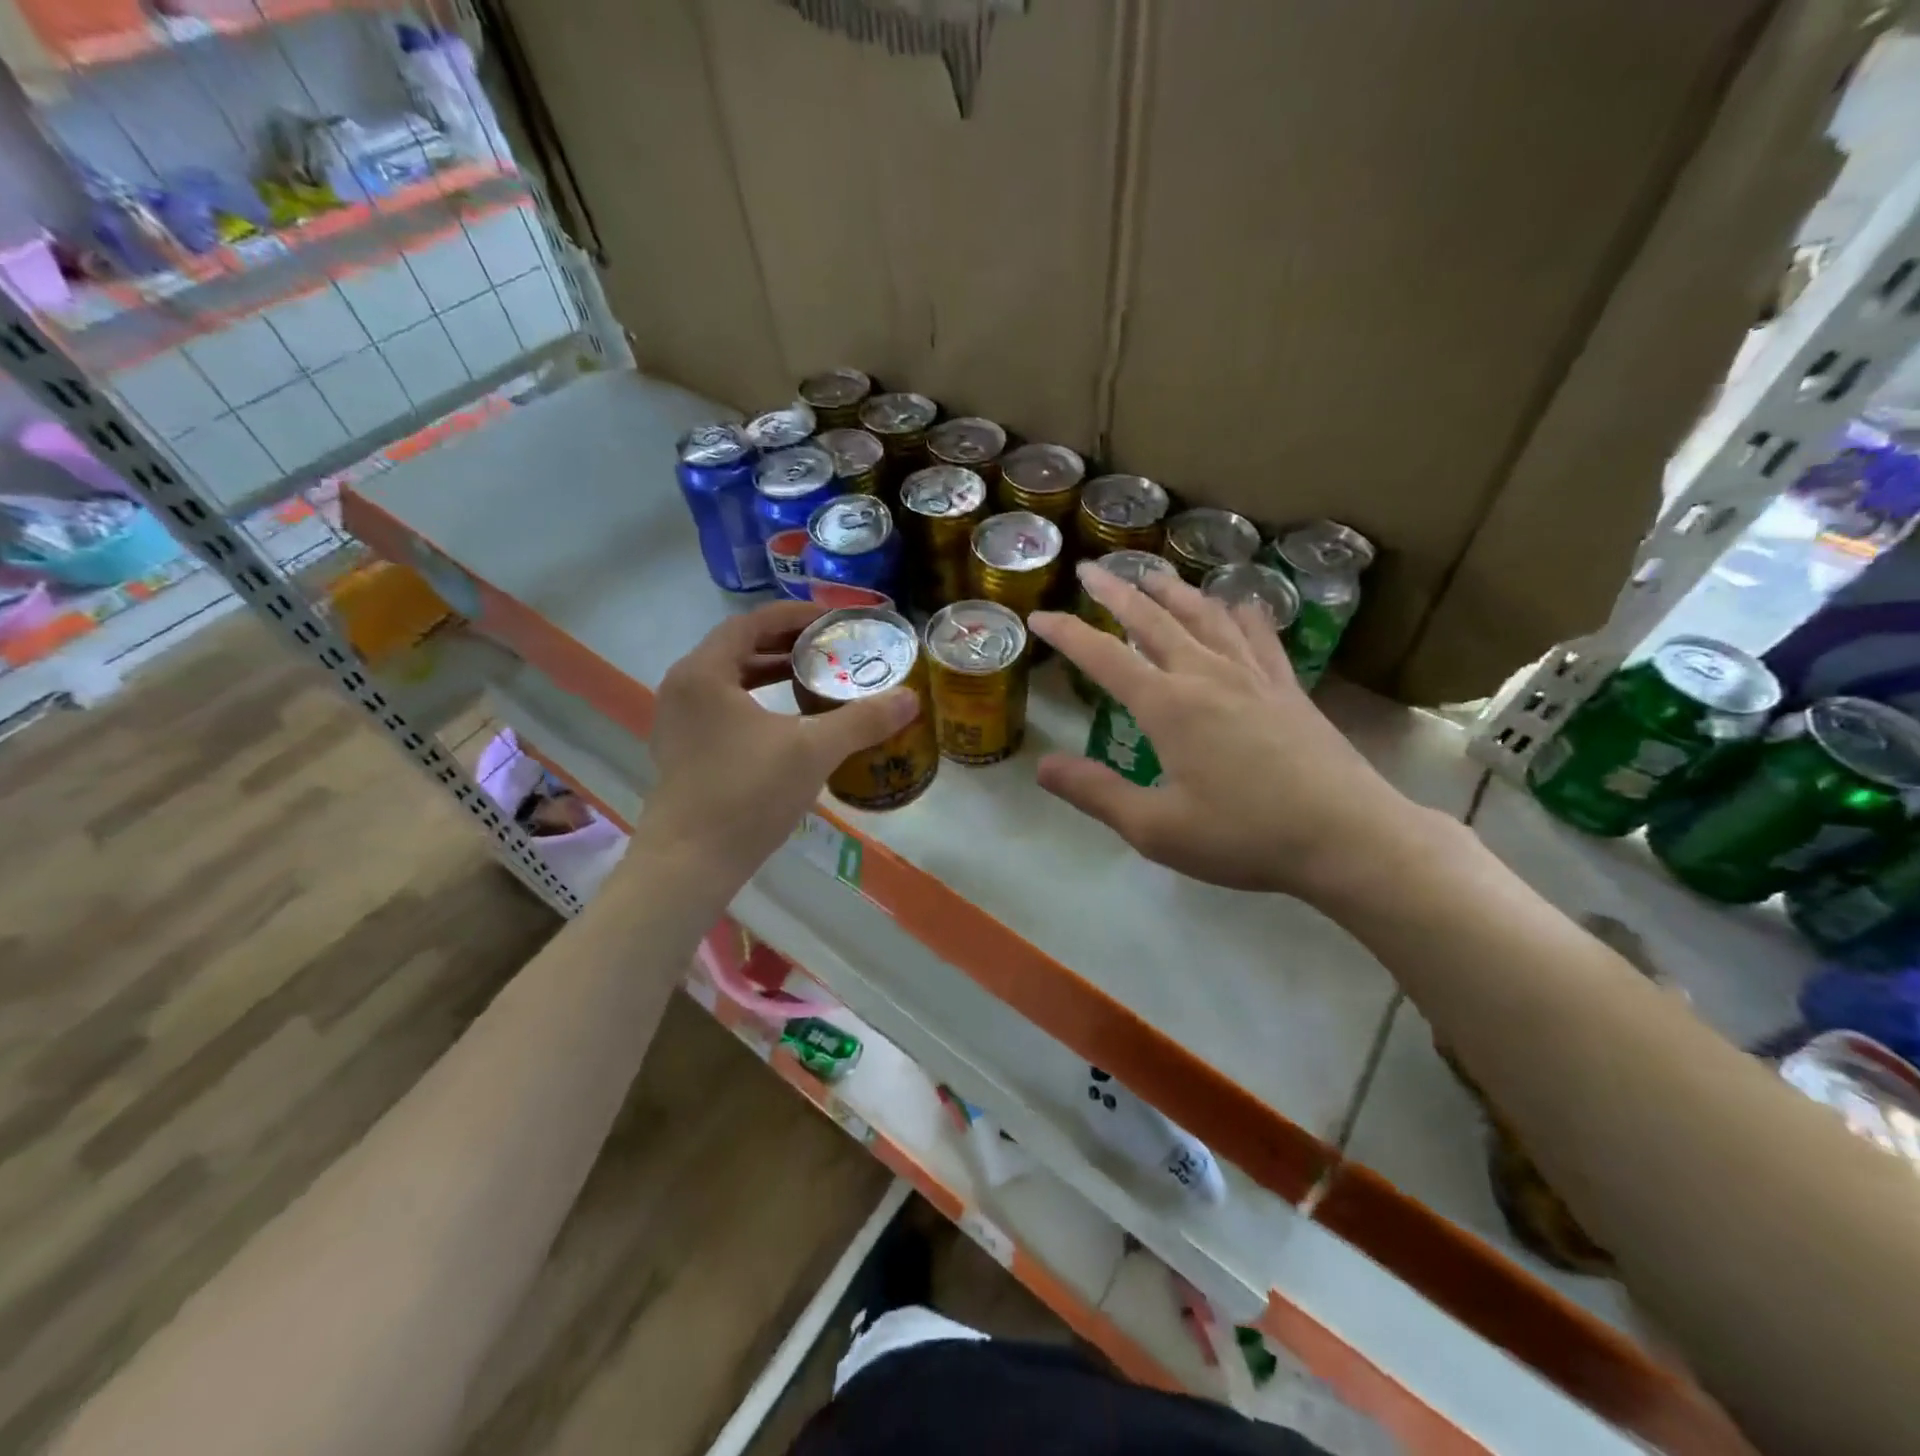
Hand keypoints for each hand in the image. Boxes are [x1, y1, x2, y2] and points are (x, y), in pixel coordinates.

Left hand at [642, 601, 918, 886]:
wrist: (690, 863)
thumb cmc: (747, 794)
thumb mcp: (813, 750)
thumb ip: (862, 720)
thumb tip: (910, 699)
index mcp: (704, 672)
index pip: (751, 623)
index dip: (794, 615)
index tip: (831, 619)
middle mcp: (683, 688)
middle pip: (737, 648)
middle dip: (784, 644)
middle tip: (827, 647)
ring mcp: (676, 722)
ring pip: (727, 680)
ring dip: (768, 673)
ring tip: (810, 677)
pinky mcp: (680, 752)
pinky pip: (720, 708)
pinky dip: (754, 701)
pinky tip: (785, 722)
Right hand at [1028, 563, 1436, 901]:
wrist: (1348, 837)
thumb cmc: (1245, 836)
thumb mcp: (1156, 828)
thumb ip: (1096, 793)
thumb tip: (1042, 765)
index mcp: (1168, 706)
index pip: (1104, 657)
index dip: (1067, 634)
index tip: (1039, 616)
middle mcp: (1207, 675)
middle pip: (1153, 620)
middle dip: (1116, 592)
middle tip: (1091, 569)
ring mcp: (1253, 675)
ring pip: (1204, 616)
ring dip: (1172, 591)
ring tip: (1152, 573)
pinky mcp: (1288, 687)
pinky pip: (1259, 635)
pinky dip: (1240, 613)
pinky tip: (1238, 604)